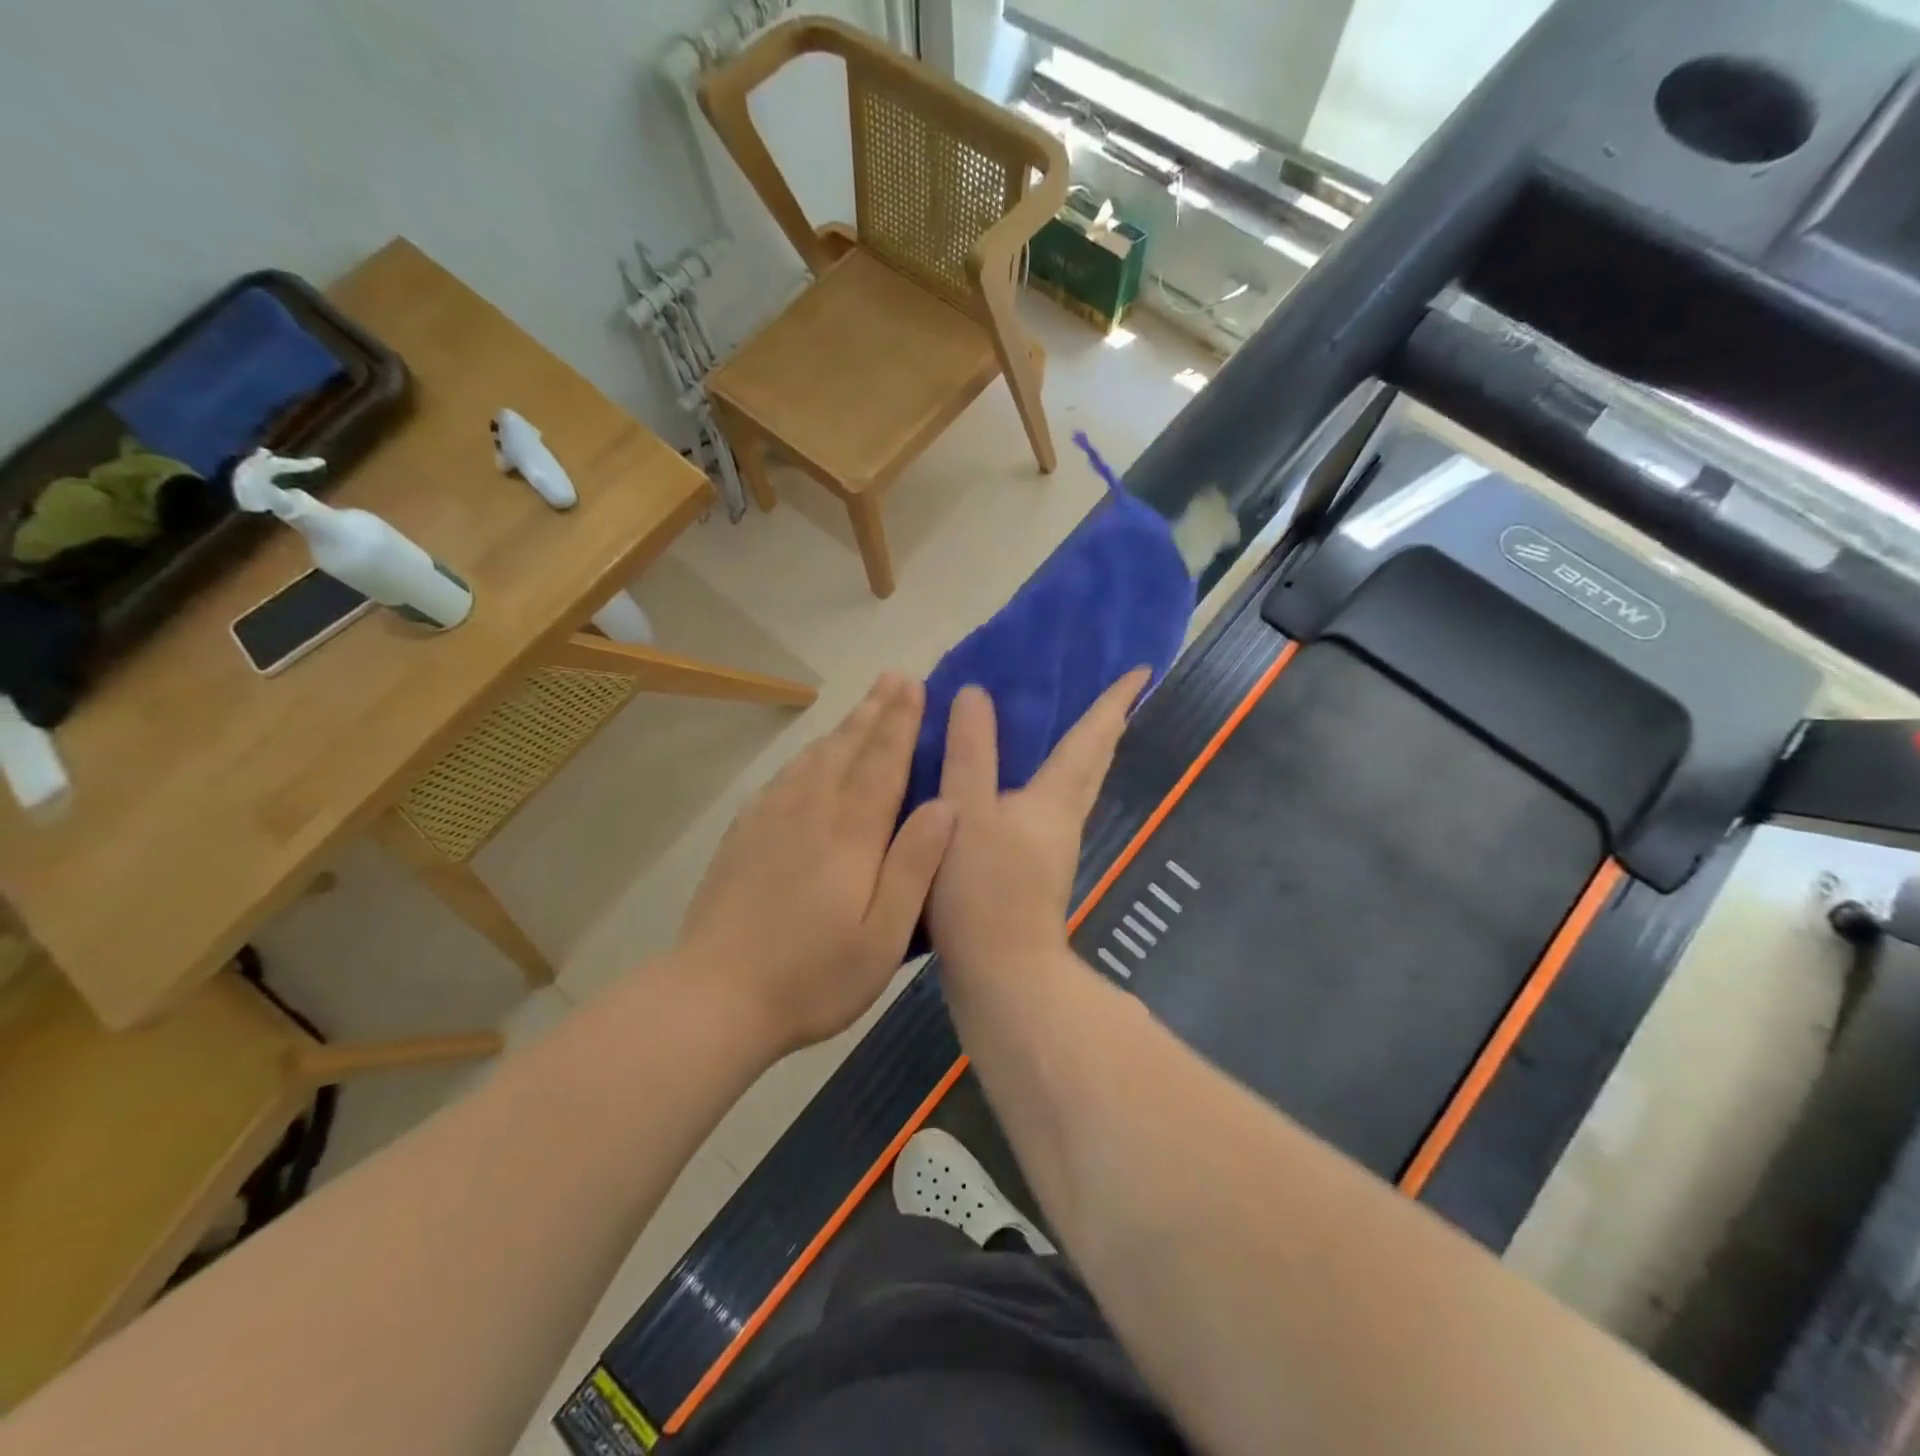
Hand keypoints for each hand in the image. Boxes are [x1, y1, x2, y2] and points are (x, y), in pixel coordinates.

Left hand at [674, 674, 954, 1053]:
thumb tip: (947, 804)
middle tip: (894, 676)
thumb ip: (914, 866)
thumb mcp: (882, 937)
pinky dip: (807, 755)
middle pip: (848, 748)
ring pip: (815, 757)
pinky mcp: (744, 834)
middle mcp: (811, 811)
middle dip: (875, 710)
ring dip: (843, 726)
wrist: (714, 996)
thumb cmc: (813, 977)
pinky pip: (784, 777)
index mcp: (851, 833)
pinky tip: (811, 755)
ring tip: (863, 705)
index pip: (883, 762)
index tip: (915, 685)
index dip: (902, 721)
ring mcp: (771, 819)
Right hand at [928, 668, 1150, 978]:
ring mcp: (1054, 845)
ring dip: (1084, 751)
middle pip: (1095, 762)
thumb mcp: (965, 810)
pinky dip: (1052, 778)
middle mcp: (1064, 816)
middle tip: (1114, 693)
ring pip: (1077, 785)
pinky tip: (1024, 781)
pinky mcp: (1038, 867)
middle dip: (1107, 725)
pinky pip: (1052, 804)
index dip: (1114, 701)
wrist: (1000, 972)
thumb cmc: (983, 887)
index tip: (1141, 670)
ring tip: (1070, 724)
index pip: (1092, 737)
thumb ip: (969, 752)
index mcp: (1055, 797)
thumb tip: (975, 695)